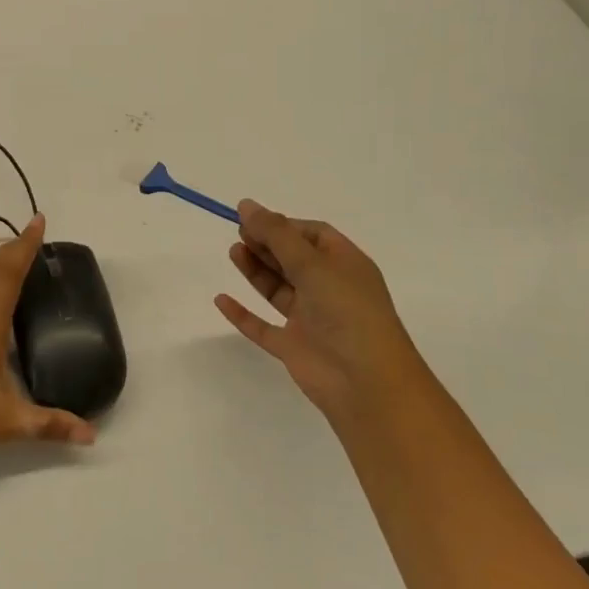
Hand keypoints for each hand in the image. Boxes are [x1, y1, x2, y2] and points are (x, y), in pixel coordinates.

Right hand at [214, 200, 418, 429]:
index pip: (313, 235)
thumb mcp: (312, 264)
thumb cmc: (347, 312)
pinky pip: (263, 327)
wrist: (367, 384)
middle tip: (239, 233)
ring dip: (256, 271)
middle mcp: (329, 289)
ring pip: (279, 289)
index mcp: (345, 265)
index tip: (253, 220)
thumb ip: (276, 234)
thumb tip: (246, 204)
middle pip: (293, 259)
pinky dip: (243, 314)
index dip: (284, 225)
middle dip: (267, 244)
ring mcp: (312, 320)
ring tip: (233, 253)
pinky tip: (221, 299)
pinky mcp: (294, 347)